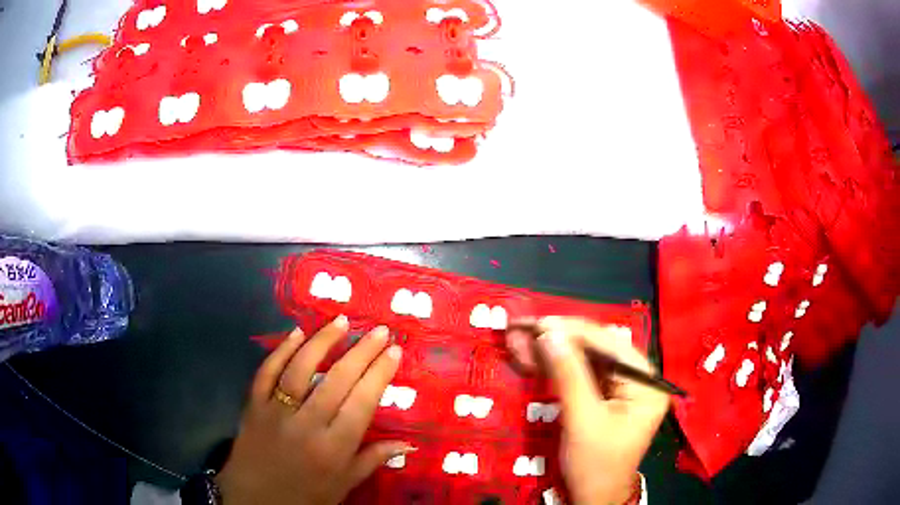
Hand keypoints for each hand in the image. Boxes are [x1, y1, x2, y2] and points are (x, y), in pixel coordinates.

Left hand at [217, 316, 411, 504]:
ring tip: (341, 321)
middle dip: (361, 351)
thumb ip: (373, 459)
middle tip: (379, 330)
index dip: (379, 374)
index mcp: (333, 448)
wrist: (254, 500)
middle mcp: (306, 425)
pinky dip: (281, 350)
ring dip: (322, 341)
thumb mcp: (344, 485)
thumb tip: (409, 443)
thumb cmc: (305, 496)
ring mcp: (276, 411)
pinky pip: (267, 372)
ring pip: (300, 368)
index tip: (394, 351)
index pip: (362, 403)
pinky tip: (296, 332)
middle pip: (337, 380)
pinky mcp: (253, 405)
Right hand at [506, 317, 668, 504]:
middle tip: (524, 329)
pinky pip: (582, 373)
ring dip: (555, 349)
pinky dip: (558, 365)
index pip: (610, 345)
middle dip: (560, 338)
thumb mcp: (582, 421)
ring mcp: (623, 387)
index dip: (572, 331)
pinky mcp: (606, 396)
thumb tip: (548, 333)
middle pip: (599, 347)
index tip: (537, 323)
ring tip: (523, 340)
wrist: (593, 499)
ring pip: (587, 357)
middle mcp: (639, 378)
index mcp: (646, 383)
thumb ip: (569, 374)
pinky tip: (537, 357)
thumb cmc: (595, 465)